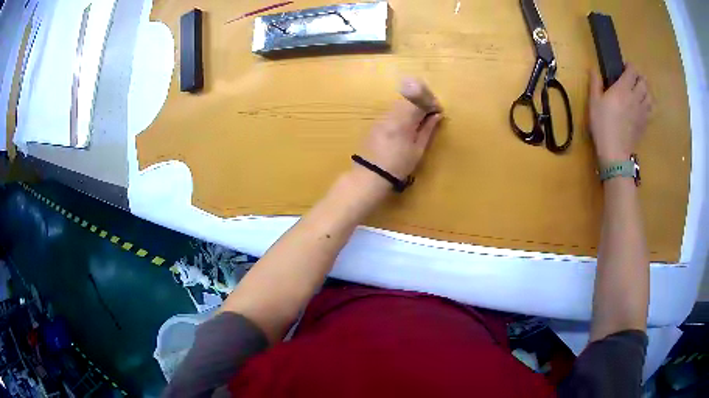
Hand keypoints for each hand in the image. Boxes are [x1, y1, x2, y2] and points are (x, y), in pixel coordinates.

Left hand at [356, 78, 442, 183]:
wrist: (371, 174)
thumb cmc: (400, 165)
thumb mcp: (418, 149)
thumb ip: (428, 130)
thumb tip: (437, 115)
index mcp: (404, 120)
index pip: (420, 103)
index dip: (431, 104)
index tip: (438, 110)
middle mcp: (392, 114)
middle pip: (408, 100)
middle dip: (420, 104)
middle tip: (430, 114)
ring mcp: (382, 117)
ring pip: (399, 105)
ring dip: (410, 108)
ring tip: (418, 120)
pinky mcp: (375, 122)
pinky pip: (391, 112)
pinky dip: (400, 114)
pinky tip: (404, 125)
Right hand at [588, 64, 652, 165]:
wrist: (615, 152)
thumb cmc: (602, 125)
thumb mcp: (594, 102)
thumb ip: (595, 83)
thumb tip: (594, 69)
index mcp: (623, 88)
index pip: (632, 71)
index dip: (629, 67)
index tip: (624, 68)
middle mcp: (635, 97)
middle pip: (644, 82)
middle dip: (639, 78)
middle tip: (633, 80)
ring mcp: (642, 111)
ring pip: (650, 95)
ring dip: (646, 91)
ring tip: (639, 92)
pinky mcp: (645, 123)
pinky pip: (651, 110)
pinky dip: (649, 104)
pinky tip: (643, 106)